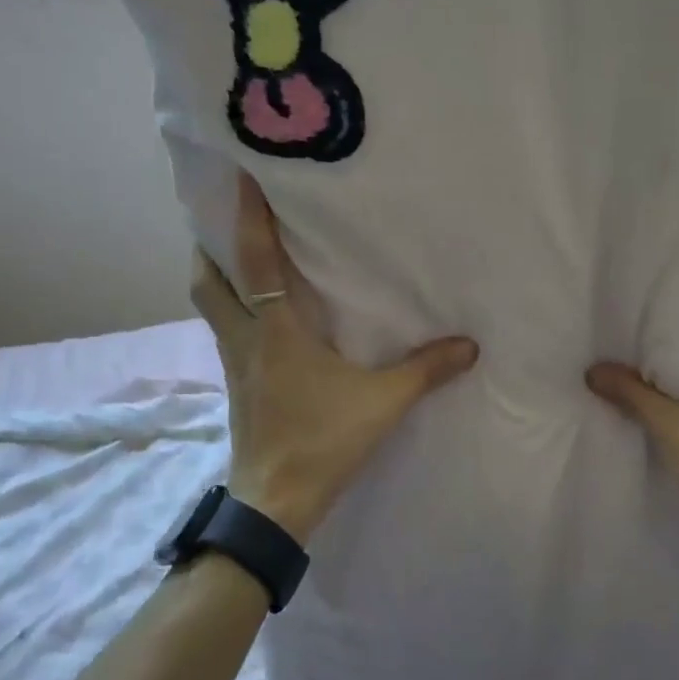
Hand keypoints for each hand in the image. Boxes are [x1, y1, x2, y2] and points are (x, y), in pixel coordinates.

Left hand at [191, 173, 478, 543]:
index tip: (241, 177)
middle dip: (210, 245)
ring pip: (210, 307)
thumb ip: (426, 370)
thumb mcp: (382, 403)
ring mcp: (234, 364)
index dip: (247, 218)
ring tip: (234, 255)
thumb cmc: (323, 442)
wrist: (275, 502)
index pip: (255, 263)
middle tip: (225, 218)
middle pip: (207, 281)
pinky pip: (224, 331)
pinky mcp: (236, 385)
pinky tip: (258, 314)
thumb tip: (471, 345)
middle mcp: (246, 338)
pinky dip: (232, 310)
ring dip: (216, 276)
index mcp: (276, 331)